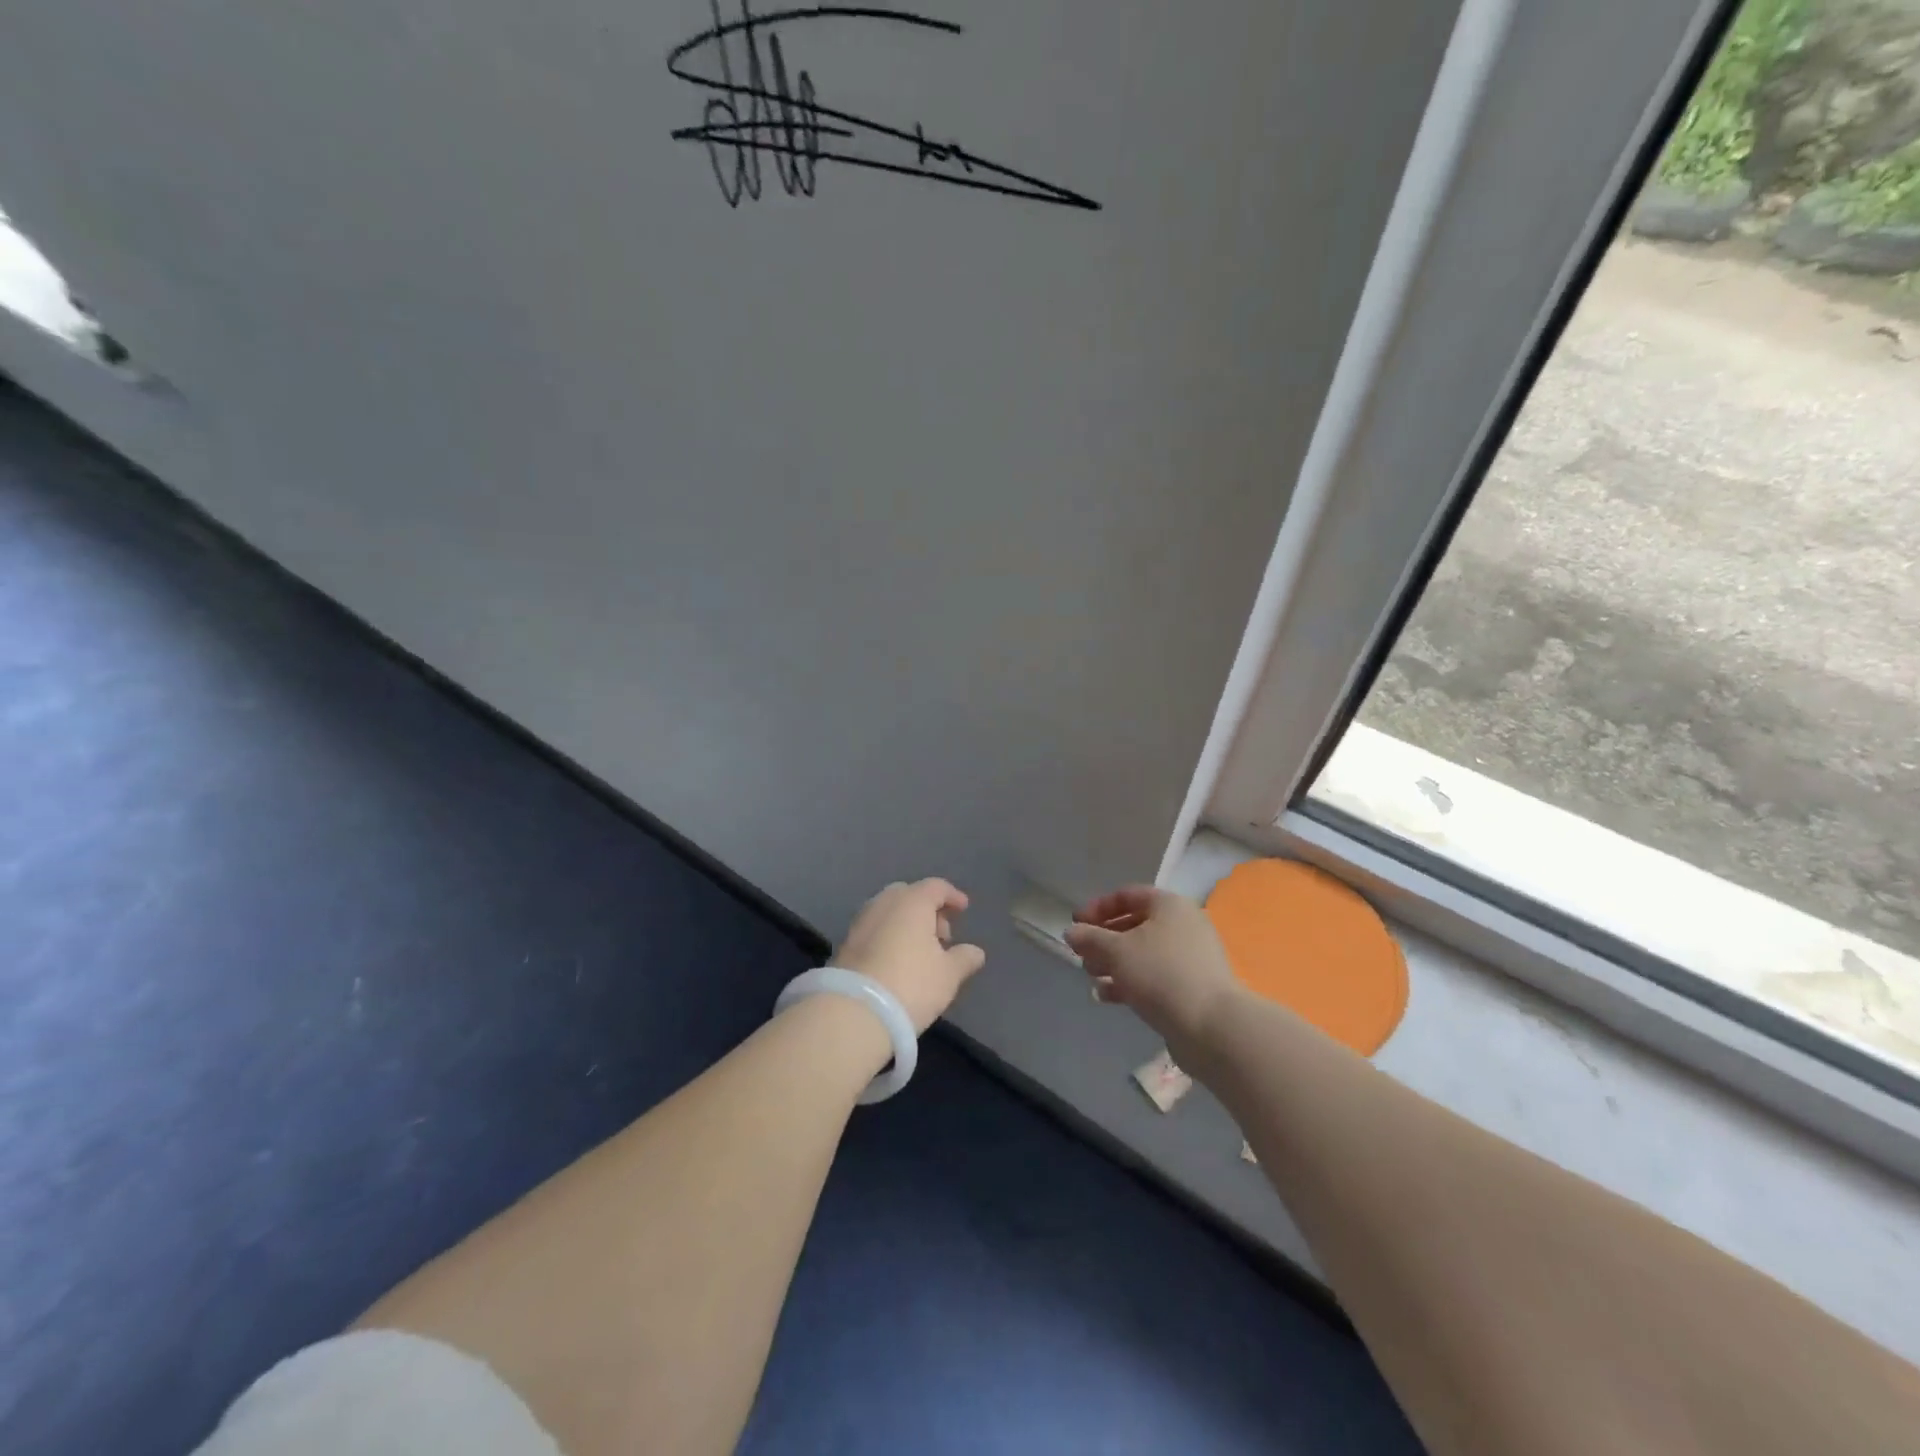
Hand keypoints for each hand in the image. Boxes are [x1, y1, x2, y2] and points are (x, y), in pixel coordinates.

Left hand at [833, 879, 986, 1033]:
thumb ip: (964, 958)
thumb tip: (975, 951)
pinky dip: (889, 936)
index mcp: (911, 901)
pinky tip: (897, 961)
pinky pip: (875, 929)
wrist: (853, 1012)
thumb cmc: (910, 984)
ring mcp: (861, 922)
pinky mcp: (845, 944)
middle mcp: (884, 903)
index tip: (963, 910)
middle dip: (927, 910)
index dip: (952, 896)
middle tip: (942, 935)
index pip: (936, 887)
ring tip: (921, 952)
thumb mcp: (948, 975)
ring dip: (907, 924)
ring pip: (889, 912)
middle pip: (909, 895)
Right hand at [1062, 886, 1243, 1056]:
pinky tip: (1107, 996)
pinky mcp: (1191, 987)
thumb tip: (1071, 932)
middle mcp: (1183, 925)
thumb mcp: (1116, 951)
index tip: (1075, 924)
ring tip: (1091, 977)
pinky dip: (1130, 982)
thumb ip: (1090, 938)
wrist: (1211, 1026)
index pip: (1127, 895)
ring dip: (1113, 963)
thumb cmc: (1161, 974)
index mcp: (1169, 906)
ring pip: (1143, 953)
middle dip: (1104, 939)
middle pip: (1135, 924)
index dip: (1098, 907)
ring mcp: (1190, 958)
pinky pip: (1154, 976)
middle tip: (1082, 954)